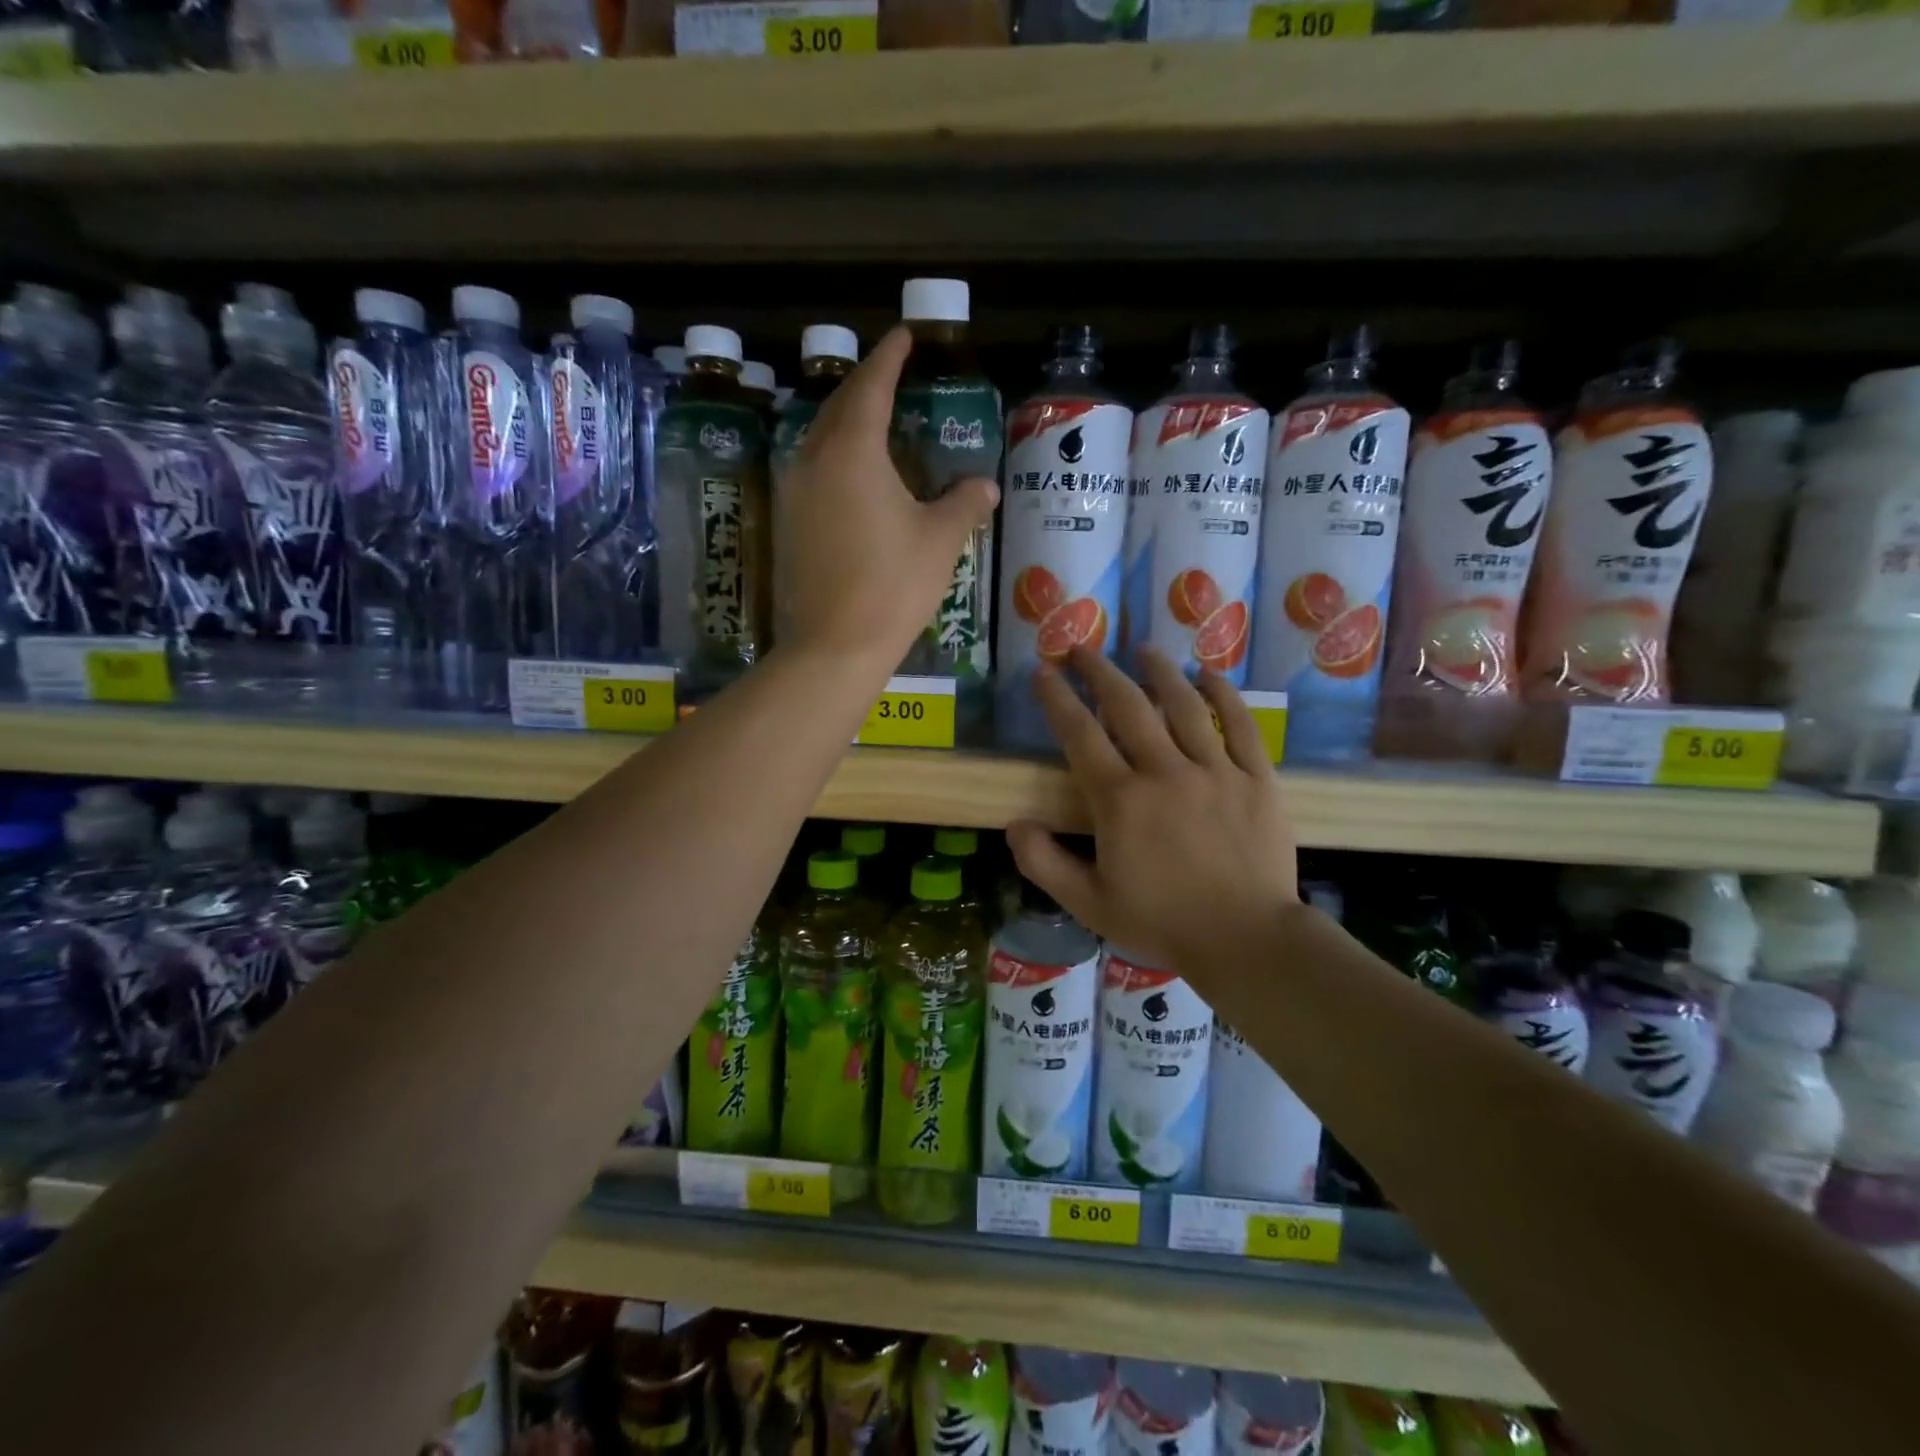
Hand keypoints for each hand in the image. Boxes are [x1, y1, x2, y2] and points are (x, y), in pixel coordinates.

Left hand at [778, 326, 997, 667]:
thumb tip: (983, 486)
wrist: (835, 645)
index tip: (904, 336)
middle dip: (865, 384)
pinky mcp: (787, 523)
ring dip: (846, 420)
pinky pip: (811, 470)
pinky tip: (853, 474)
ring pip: (819, 438)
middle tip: (890, 373)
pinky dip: (834, 457)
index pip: (872, 386)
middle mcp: (814, 460)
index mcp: (853, 450)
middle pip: (838, 406)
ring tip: (873, 419)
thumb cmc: (893, 584)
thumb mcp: (940, 540)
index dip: (890, 357)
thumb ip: (963, 503)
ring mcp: (794, 492)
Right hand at [1006, 645, 1299, 982]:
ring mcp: (1215, 771)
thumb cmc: (1162, 922)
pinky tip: (1209, 675)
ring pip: (1185, 706)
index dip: (1057, 699)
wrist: (1247, 940)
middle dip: (1100, 672)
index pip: (1080, 735)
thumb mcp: (1089, 904)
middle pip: (1128, 706)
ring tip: (1143, 649)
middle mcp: (1165, 772)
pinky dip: (1224, 696)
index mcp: (1121, 800)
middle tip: (1082, 648)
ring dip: (1159, 672)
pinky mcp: (1256, 779)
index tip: (1043, 672)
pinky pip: (1240, 725)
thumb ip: (1044, 864)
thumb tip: (1014, 824)